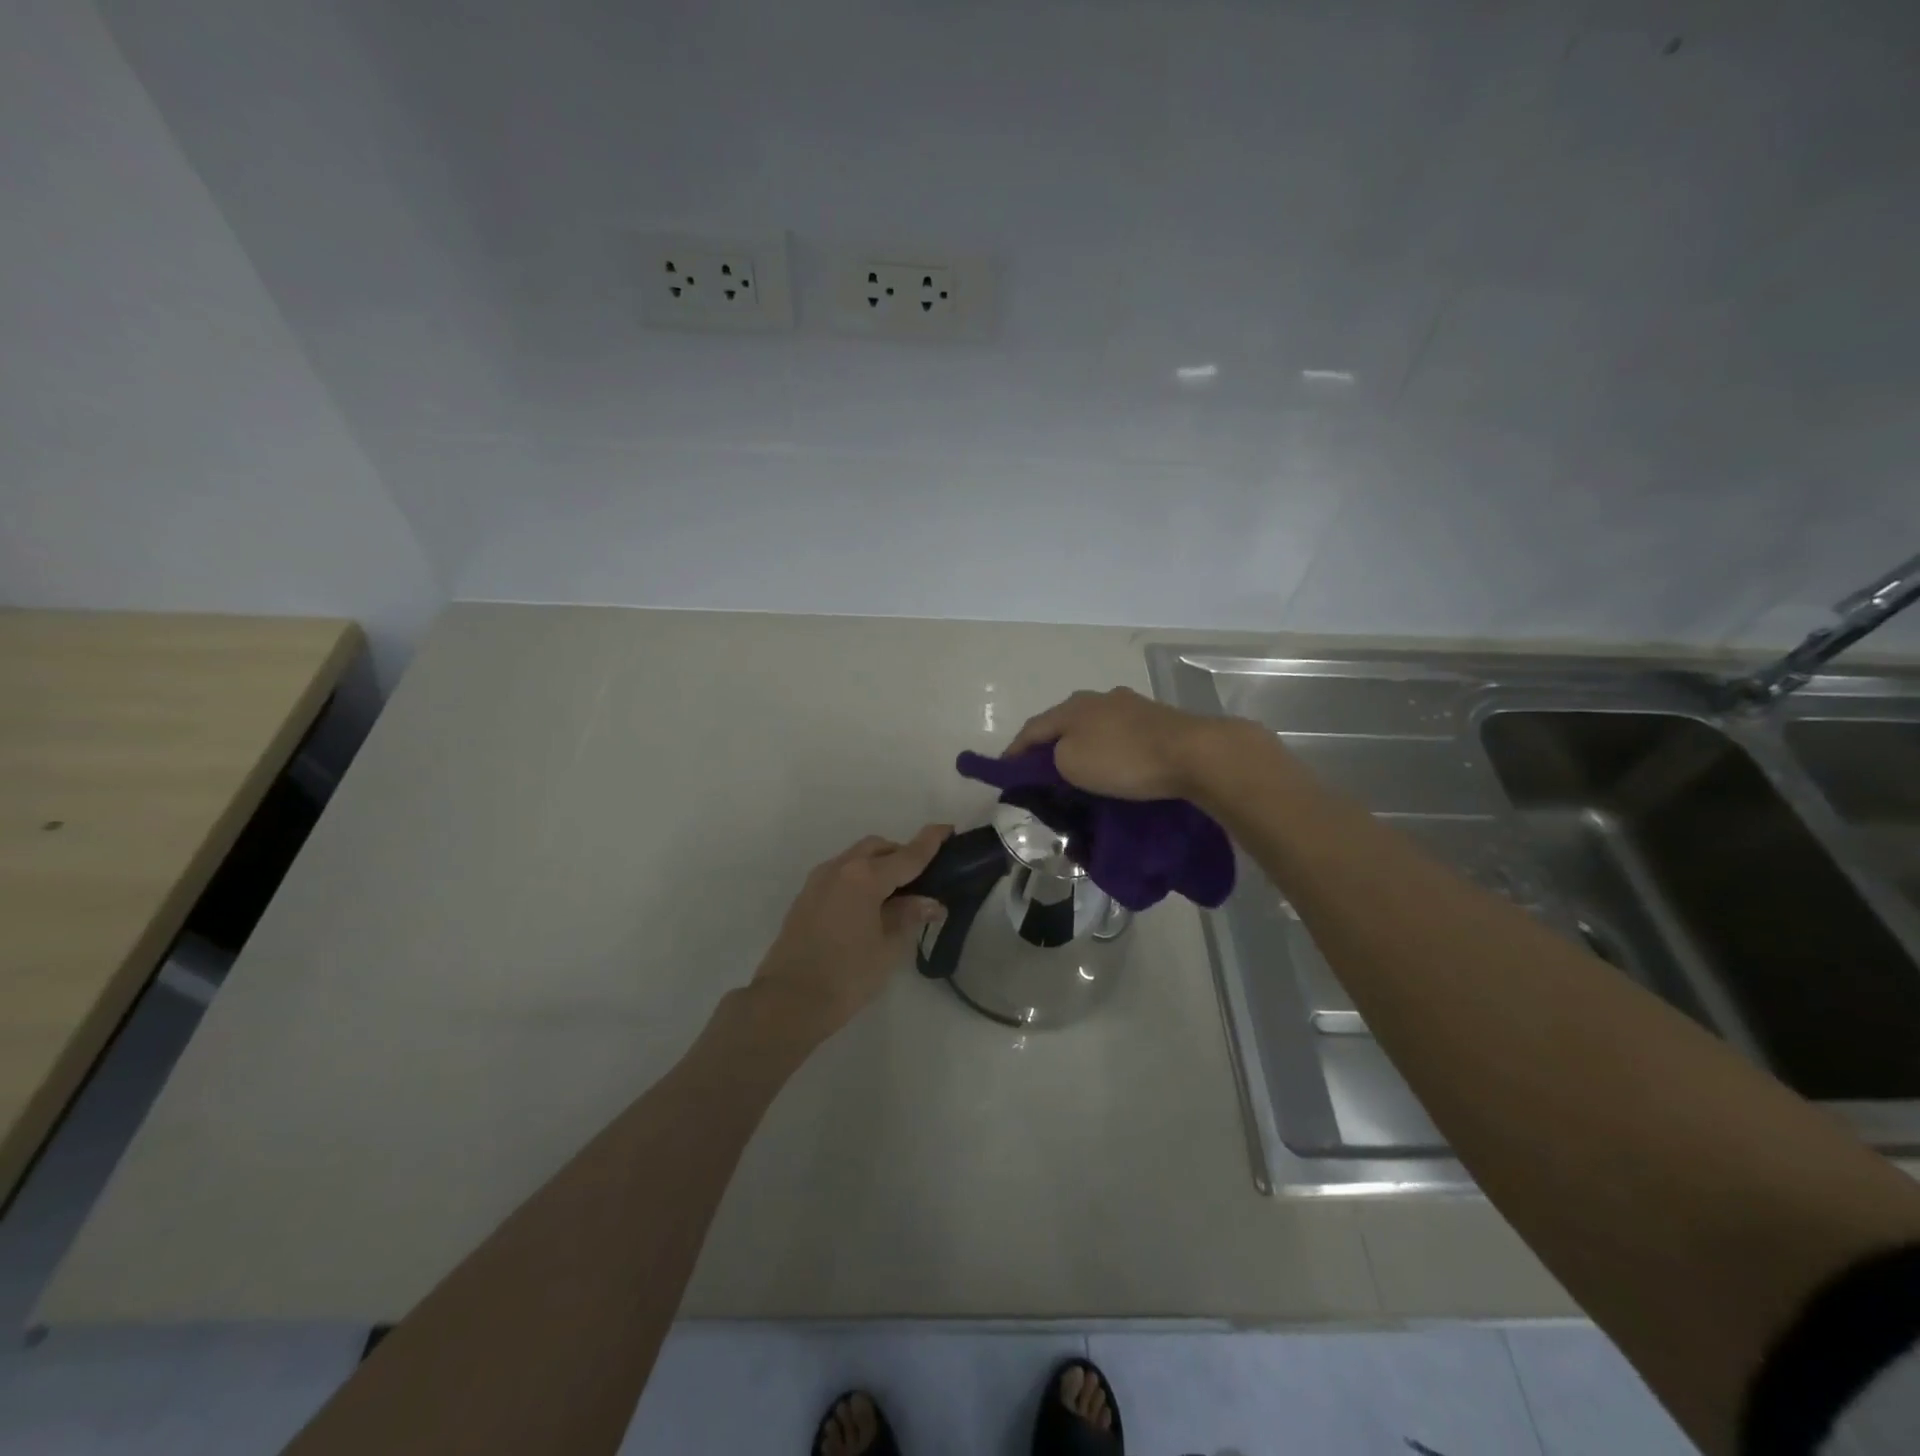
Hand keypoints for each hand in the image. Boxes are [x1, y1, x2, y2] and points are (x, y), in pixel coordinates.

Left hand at [750, 825, 950, 1036]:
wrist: (787, 1001)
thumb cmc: (846, 976)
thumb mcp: (888, 948)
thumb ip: (909, 917)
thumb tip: (930, 902)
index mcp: (865, 877)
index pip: (907, 855)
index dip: (930, 842)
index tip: (947, 829)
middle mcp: (840, 868)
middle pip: (878, 848)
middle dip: (901, 855)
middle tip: (922, 879)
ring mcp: (818, 881)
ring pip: (856, 858)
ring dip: (878, 865)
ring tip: (896, 895)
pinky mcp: (806, 897)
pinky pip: (840, 874)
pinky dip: (859, 878)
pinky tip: (868, 906)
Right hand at [1006, 687, 1229, 800]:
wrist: (1193, 753)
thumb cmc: (1123, 759)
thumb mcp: (1071, 764)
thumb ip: (1053, 758)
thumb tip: (1060, 757)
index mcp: (1071, 707)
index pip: (1032, 729)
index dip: (1014, 751)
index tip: (1005, 771)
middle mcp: (1097, 698)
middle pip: (1063, 723)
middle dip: (1049, 746)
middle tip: (1041, 773)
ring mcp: (1129, 705)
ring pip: (1093, 727)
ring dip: (1081, 746)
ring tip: (1077, 770)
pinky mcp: (1155, 719)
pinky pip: (1118, 735)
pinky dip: (1107, 749)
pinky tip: (1112, 764)